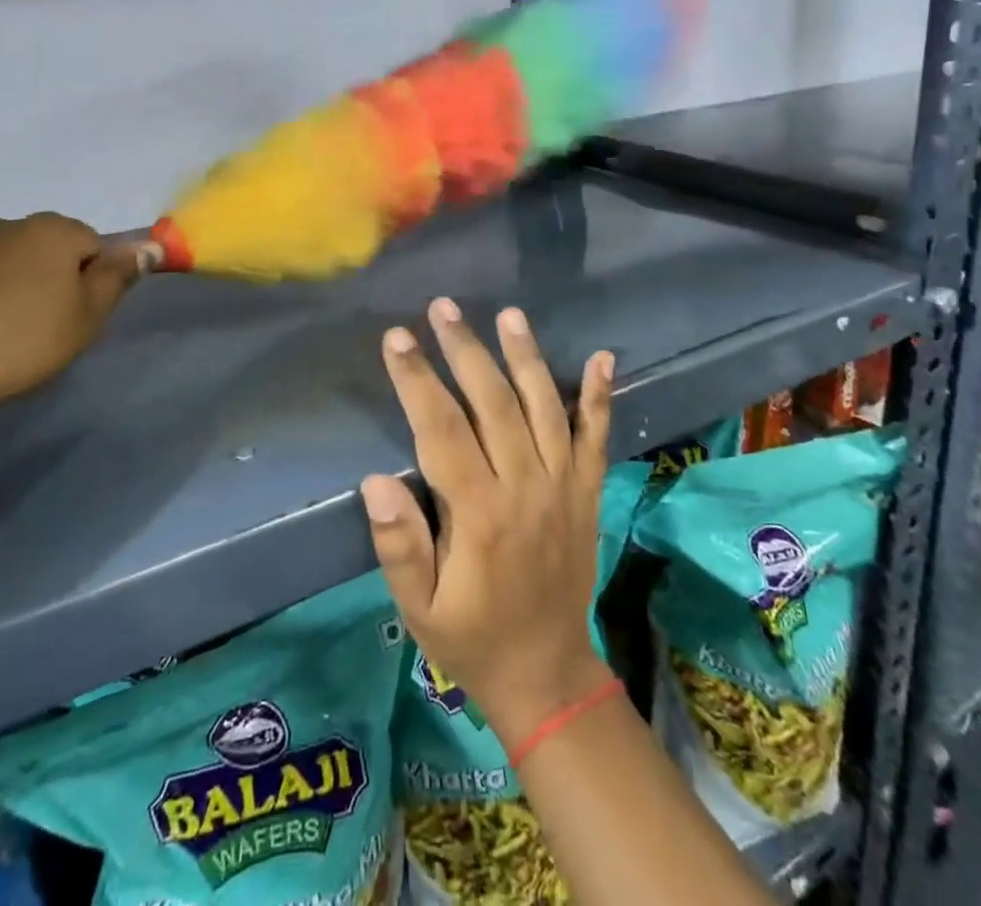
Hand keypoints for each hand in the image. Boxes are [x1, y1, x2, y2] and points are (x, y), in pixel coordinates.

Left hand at [0, 213, 158, 421]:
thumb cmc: (23, 342)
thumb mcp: (88, 316)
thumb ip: (119, 277)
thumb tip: (149, 244)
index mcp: (51, 230)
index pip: (93, 244)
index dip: (93, 281)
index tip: (78, 316)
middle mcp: (4, 226)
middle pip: (47, 249)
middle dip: (53, 279)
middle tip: (47, 327)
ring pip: (5, 264)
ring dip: (13, 288)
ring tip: (4, 336)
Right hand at [361, 298, 615, 746]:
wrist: (547, 673)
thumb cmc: (471, 636)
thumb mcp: (421, 607)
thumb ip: (399, 545)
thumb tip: (377, 480)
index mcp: (479, 513)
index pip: (441, 429)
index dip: (418, 379)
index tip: (398, 337)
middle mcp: (525, 487)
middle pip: (493, 402)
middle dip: (465, 349)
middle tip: (443, 307)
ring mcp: (563, 485)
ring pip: (543, 406)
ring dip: (525, 356)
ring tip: (508, 314)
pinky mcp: (587, 491)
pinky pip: (596, 437)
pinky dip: (599, 396)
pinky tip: (603, 357)